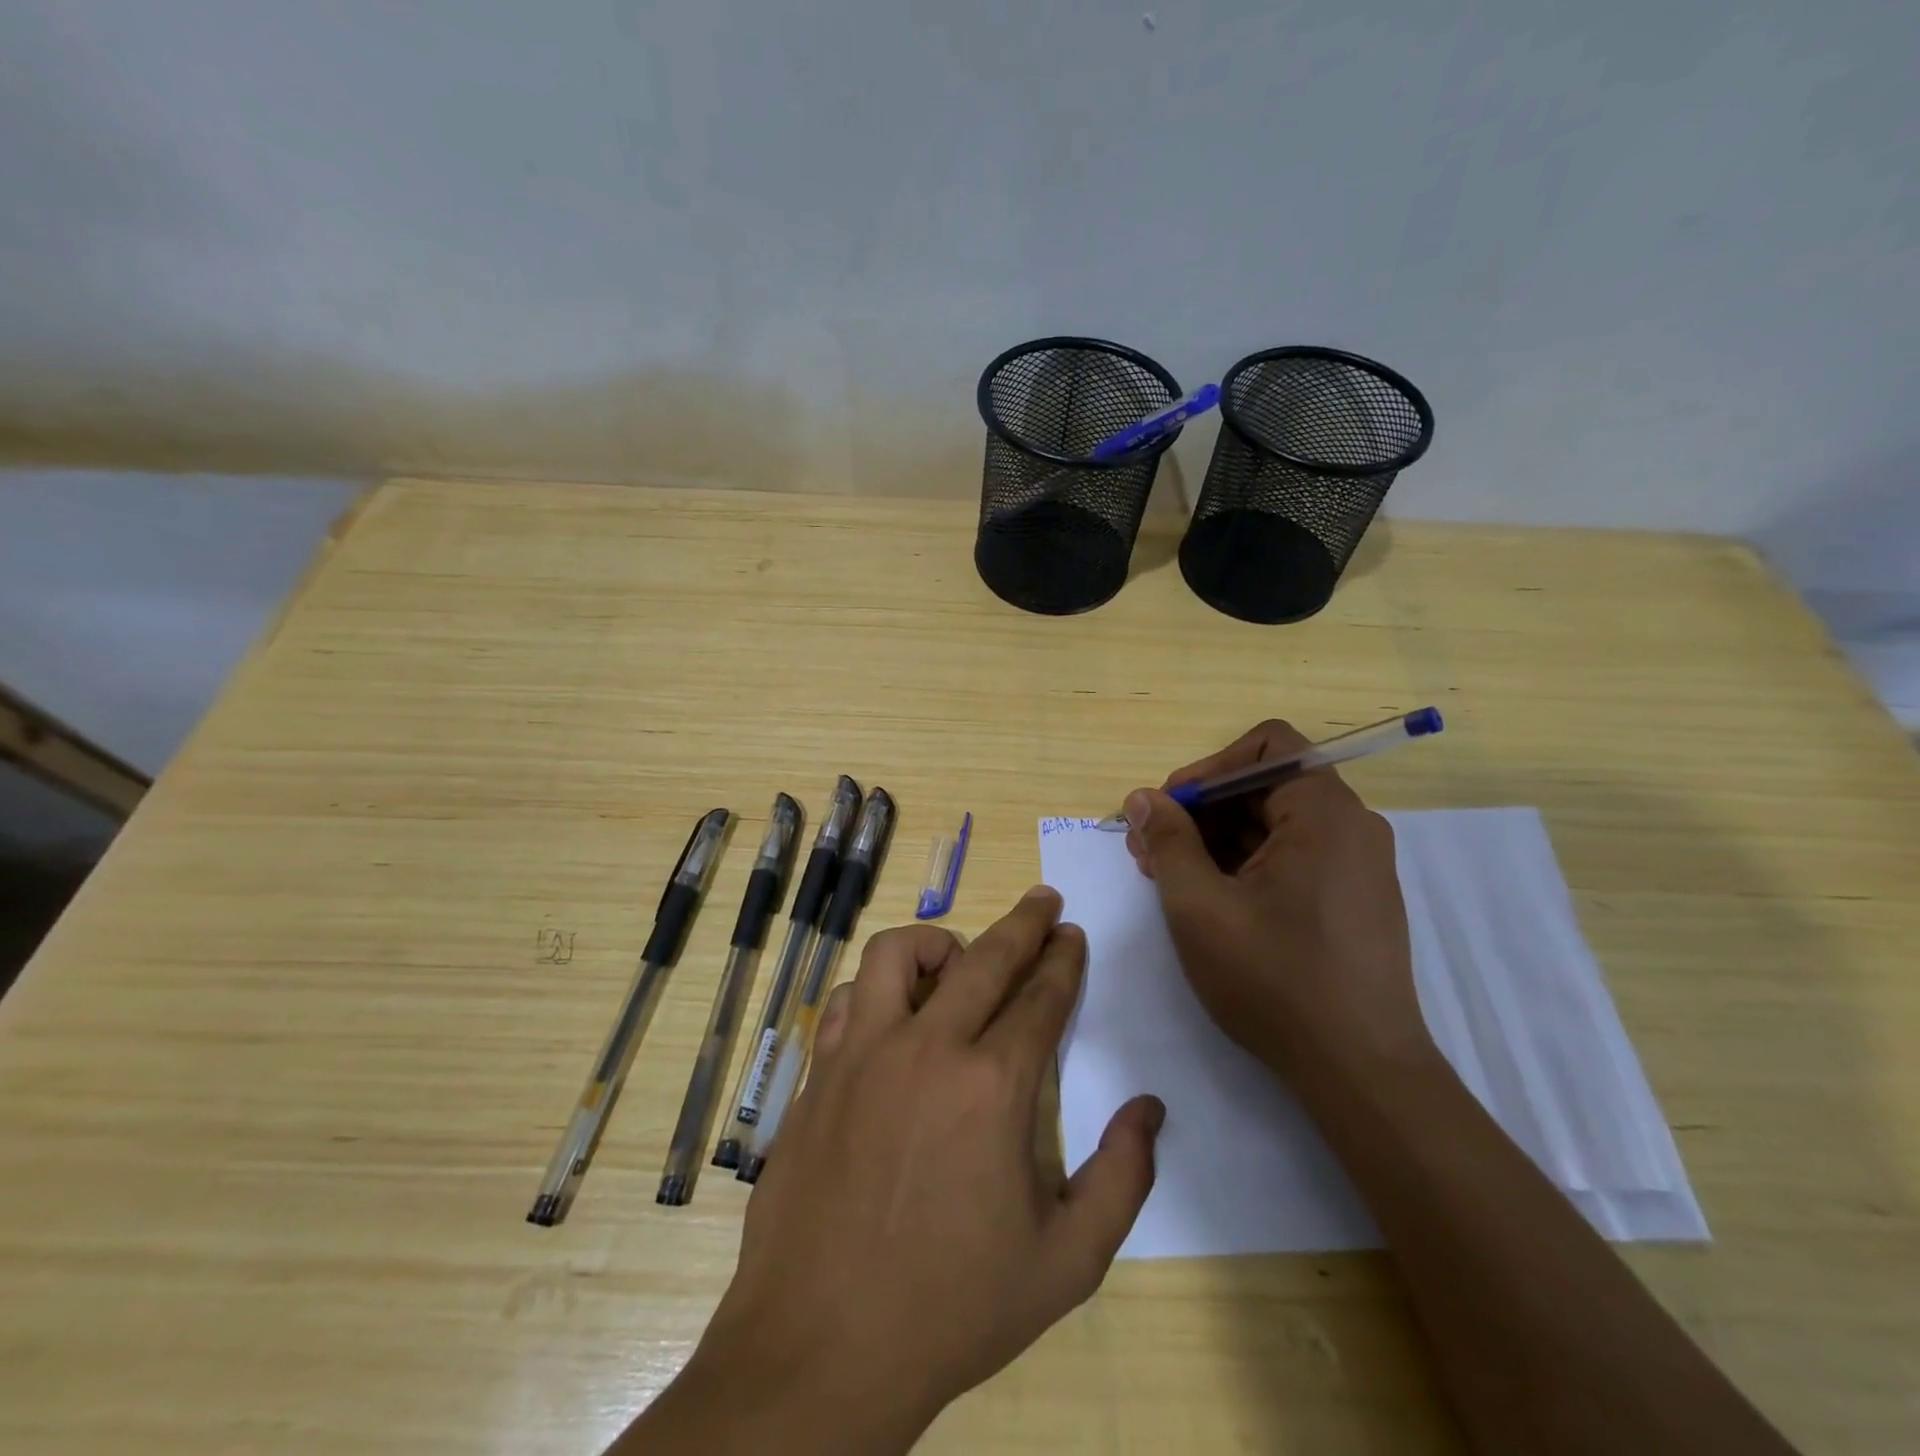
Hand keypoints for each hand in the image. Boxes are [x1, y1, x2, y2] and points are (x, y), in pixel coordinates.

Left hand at [639, 889, 1163, 1454]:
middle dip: (1024, 922)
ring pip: (897, 955)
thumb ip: (1121, 1179)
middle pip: (984, 958)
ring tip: (958, 955)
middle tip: (1044, 901)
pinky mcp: (819, 1073)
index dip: (1063, 961)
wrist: (822, 1350)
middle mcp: (926, 1049)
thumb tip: (1150, 1109)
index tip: (1073, 934)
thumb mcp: (1066, 1263)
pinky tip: (891, 1014)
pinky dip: (876, 990)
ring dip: (937, 942)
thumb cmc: (952, 1308)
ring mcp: (862, 1054)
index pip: (1040, 998)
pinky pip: (846, 1000)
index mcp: (992, 1087)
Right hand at [1123, 719, 1435, 1084]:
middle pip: (1266, 785)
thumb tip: (1144, 798)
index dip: (1207, 767)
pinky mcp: (1353, 898)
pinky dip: (1246, 864)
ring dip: (1216, 839)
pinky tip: (1208, 897)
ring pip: (1275, 824)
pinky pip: (1292, 856)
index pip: (1266, 746)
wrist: (1359, 1071)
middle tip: (1149, 848)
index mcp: (1324, 813)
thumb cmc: (1274, 979)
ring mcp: (1356, 864)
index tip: (1168, 810)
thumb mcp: (1199, 906)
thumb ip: (1168, 841)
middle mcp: (1351, 826)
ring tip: (1167, 875)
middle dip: (1201, 809)